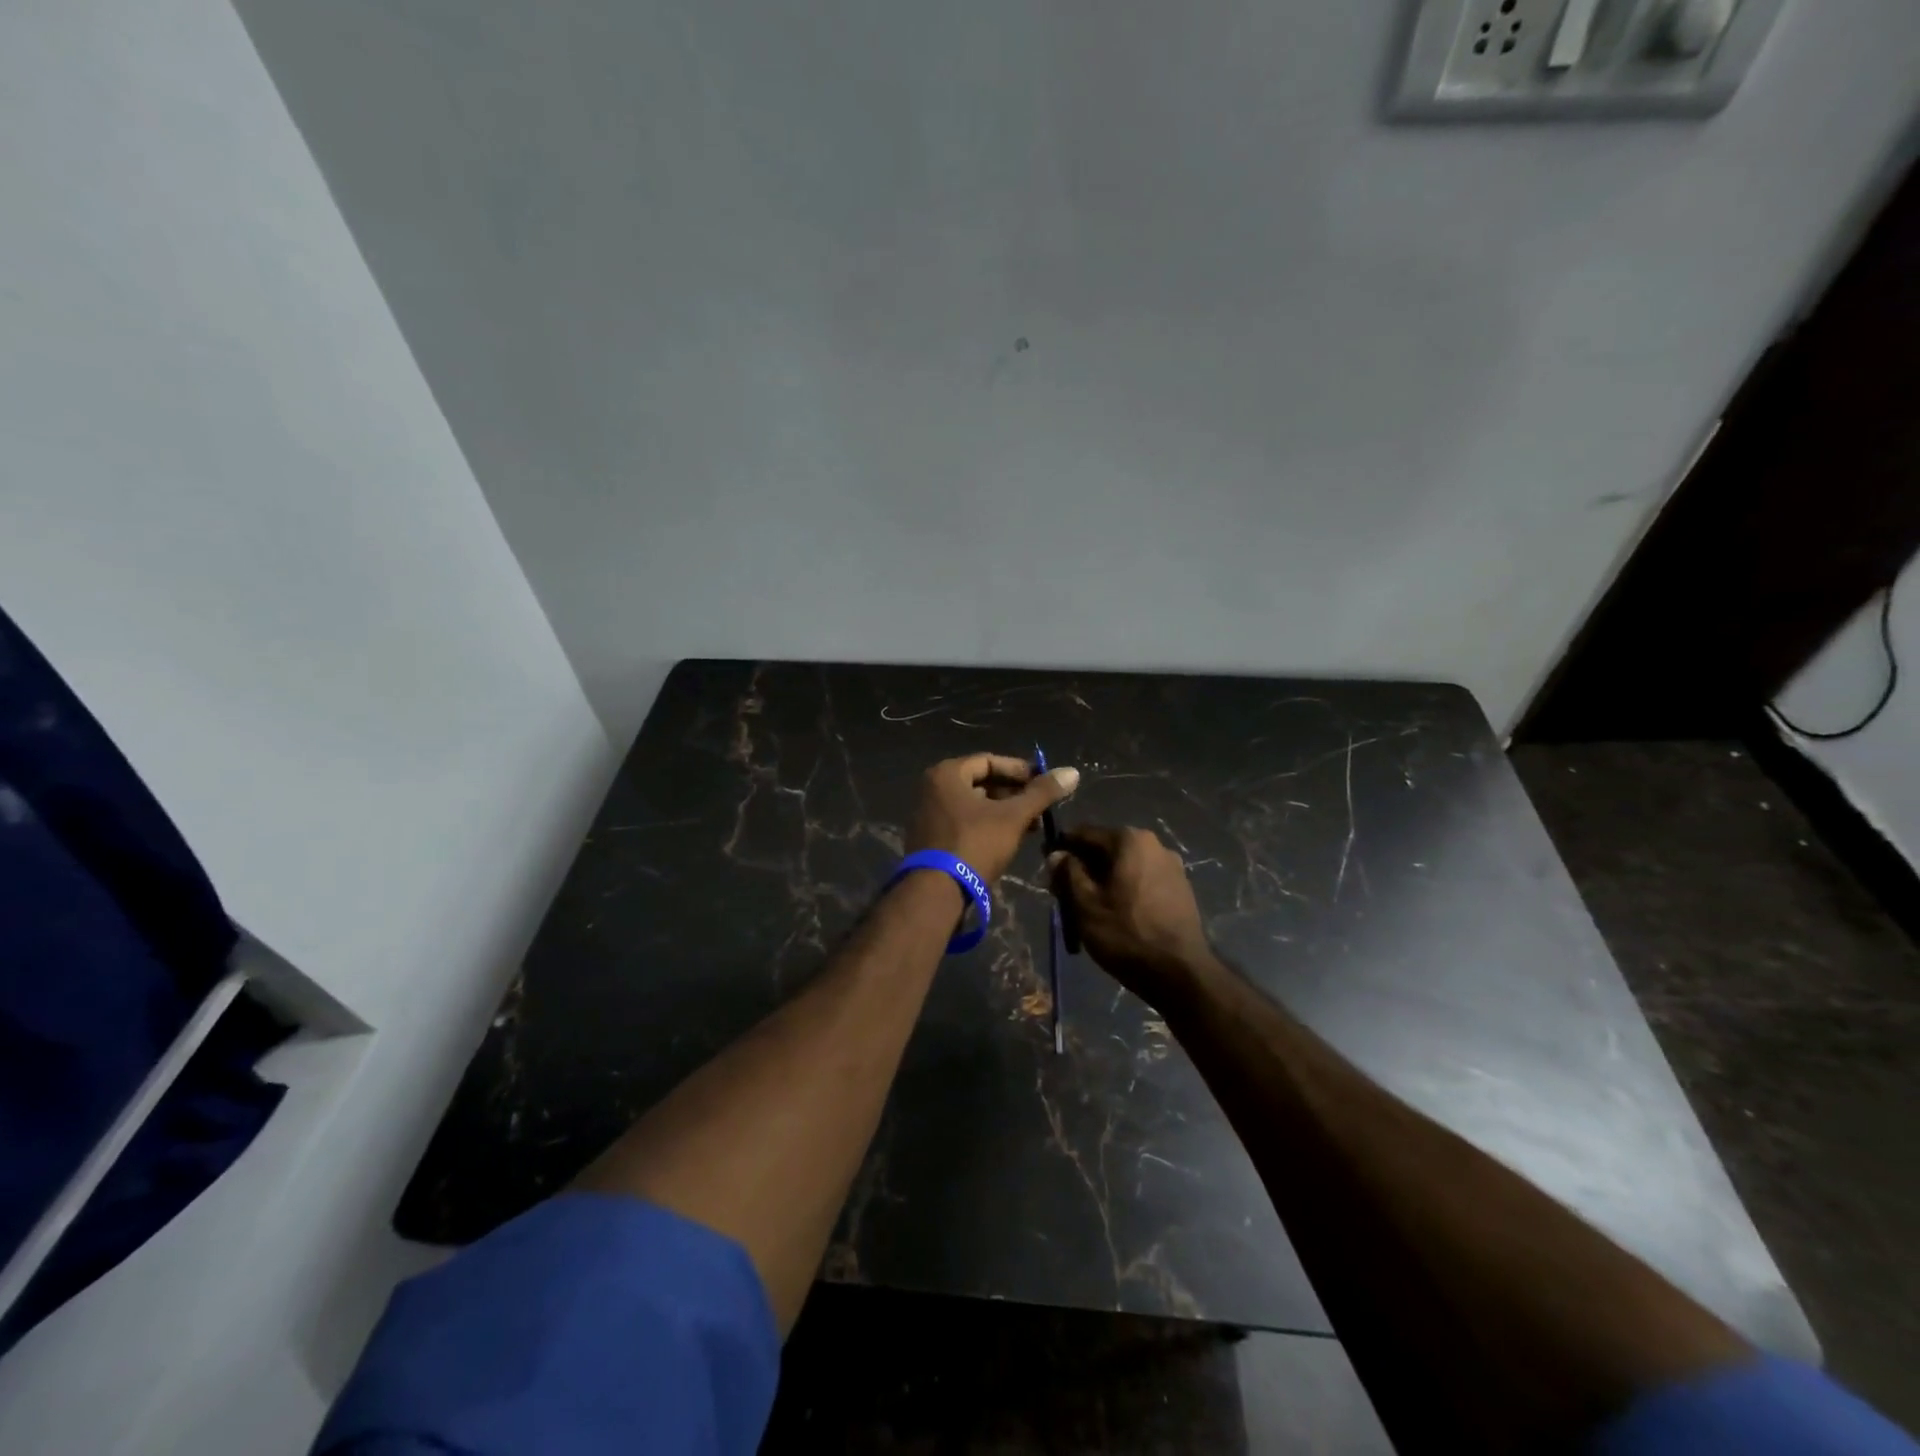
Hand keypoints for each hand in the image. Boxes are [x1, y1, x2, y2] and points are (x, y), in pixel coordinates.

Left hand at [906, 753, 1079, 885]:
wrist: (937, 892)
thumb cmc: (975, 844)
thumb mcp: (1013, 817)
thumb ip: (1042, 793)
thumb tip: (1072, 772)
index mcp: (947, 774)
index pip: (989, 761)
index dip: (1020, 770)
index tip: (1044, 783)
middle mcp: (932, 788)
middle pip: (981, 782)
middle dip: (1013, 794)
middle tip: (1040, 807)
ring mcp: (929, 814)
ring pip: (974, 804)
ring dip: (1003, 811)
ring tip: (1030, 826)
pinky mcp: (931, 838)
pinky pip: (964, 821)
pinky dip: (987, 825)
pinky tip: (1009, 839)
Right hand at [1047, 826, 1215, 1006]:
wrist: (1181, 974)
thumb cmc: (1126, 934)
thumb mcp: (1085, 904)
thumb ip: (1068, 873)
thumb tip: (1057, 854)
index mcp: (1130, 840)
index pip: (1085, 833)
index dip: (1063, 847)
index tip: (1047, 864)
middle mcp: (1155, 844)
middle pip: (1107, 849)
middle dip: (1084, 866)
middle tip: (1063, 892)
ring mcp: (1173, 867)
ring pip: (1126, 866)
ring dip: (1104, 879)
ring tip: (1088, 906)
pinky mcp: (1182, 889)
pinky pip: (1143, 880)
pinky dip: (1125, 889)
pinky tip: (1116, 912)